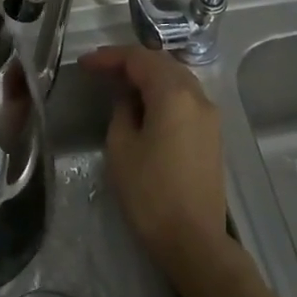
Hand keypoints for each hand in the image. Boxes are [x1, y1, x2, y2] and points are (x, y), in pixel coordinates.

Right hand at [78, 45, 232, 280]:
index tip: (85, 64)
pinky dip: (162, 93)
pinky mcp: (212, 135)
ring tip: (119, 84)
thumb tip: (129, 99)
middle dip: (130, 62)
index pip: (140, 59)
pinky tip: (144, 105)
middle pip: (163, 64)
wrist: (193, 239)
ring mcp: (210, 116)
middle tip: (100, 70)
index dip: (110, 57)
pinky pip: (185, 99)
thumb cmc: (150, 193)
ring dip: (148, 76)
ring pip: (177, 80)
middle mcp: (198, 97)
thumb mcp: (121, 147)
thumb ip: (123, 111)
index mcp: (174, 95)